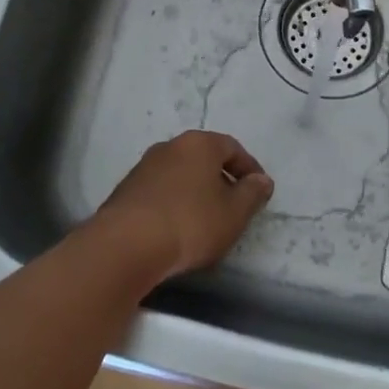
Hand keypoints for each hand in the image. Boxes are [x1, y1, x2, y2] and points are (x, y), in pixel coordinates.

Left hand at [91, 131, 274, 281]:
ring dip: (195, 191)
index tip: (259, 191)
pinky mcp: (126, 189)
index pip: (232, 147)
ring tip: (205, 220)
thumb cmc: (190, 222)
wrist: (126, 245)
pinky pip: (160, 190)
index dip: (249, 168)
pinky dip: (173, 202)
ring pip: (180, 173)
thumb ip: (252, 194)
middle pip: (204, 158)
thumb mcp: (233, 213)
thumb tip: (262, 180)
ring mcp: (144, 166)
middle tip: (234, 205)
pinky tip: (176, 227)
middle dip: (221, 179)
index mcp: (199, 144)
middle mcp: (170, 146)